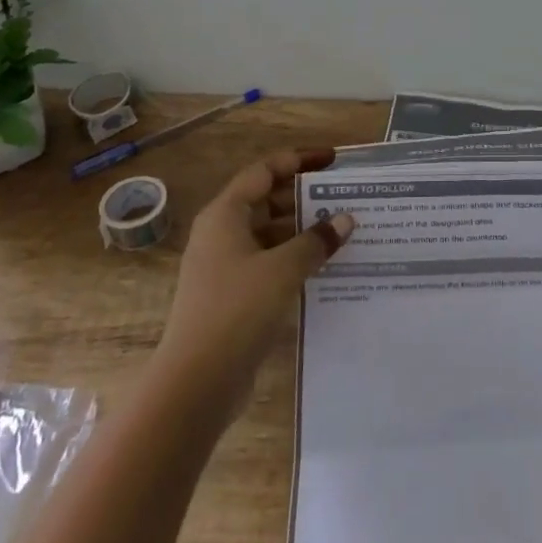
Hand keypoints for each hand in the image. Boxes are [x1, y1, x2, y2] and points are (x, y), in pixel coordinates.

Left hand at [160, 146, 353, 396]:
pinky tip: (323, 267)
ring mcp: (224, 266)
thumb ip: (316, 240)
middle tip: (344, 197)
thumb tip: (345, 220)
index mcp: (225, 215)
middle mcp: (221, 234)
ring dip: (302, 230)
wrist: (196, 382)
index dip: (299, 160)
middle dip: (304, 196)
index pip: (264, 171)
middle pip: (266, 200)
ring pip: (268, 234)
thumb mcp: (283, 269)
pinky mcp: (232, 295)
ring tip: (342, 232)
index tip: (333, 160)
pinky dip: (293, 259)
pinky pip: (268, 262)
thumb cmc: (237, 310)